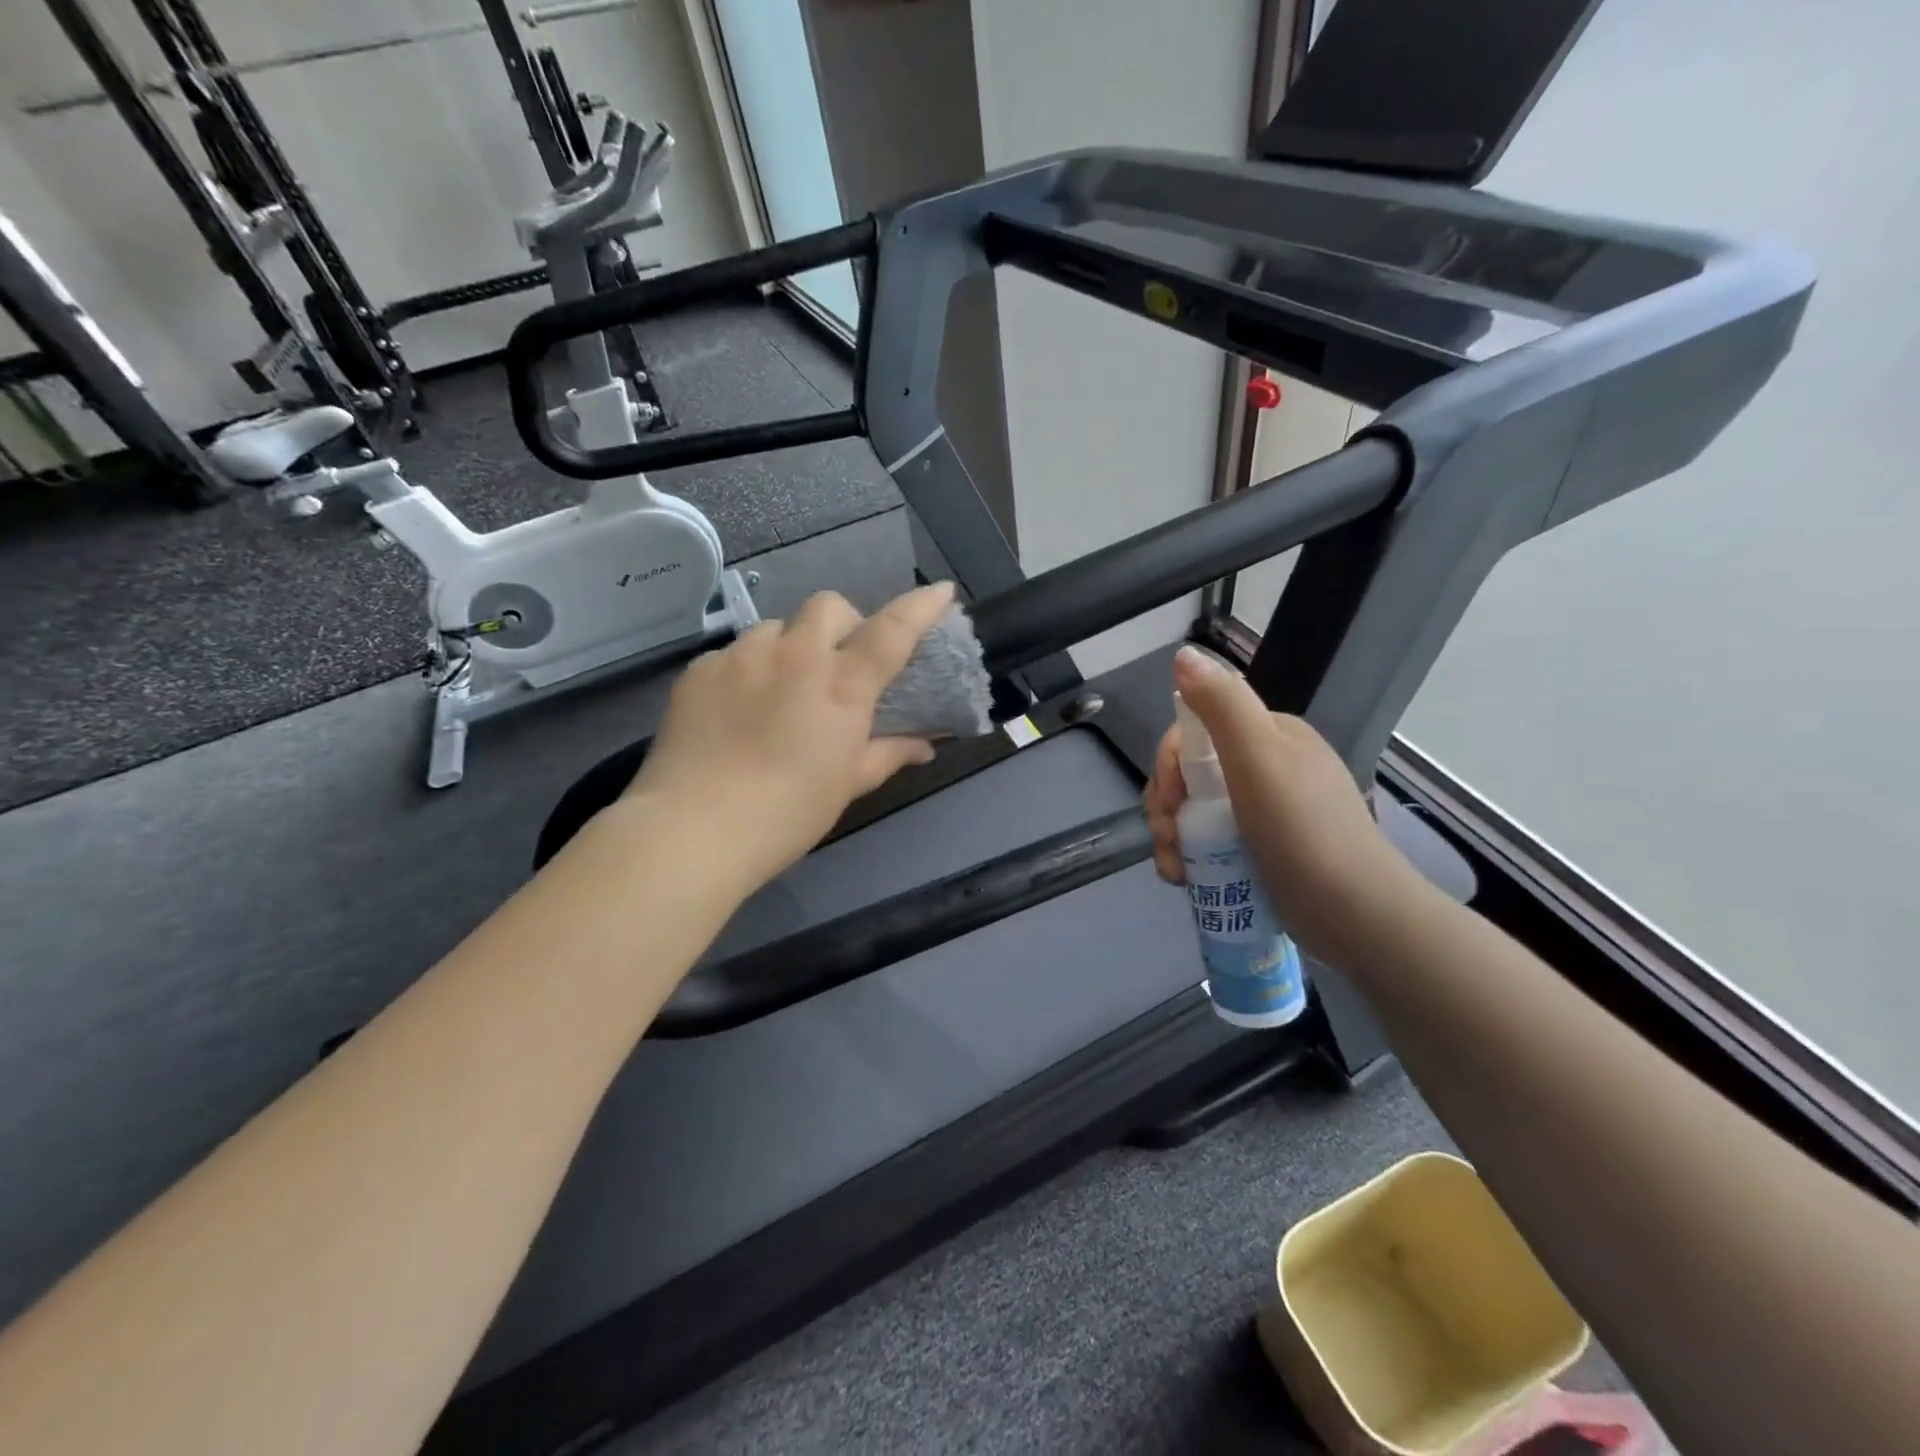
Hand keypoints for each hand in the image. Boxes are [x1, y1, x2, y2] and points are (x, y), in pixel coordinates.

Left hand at [623, 583, 955, 894]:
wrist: (693, 829)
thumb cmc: (788, 813)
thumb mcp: (847, 785)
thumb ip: (889, 754)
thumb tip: (924, 746)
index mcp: (841, 685)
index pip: (892, 630)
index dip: (920, 607)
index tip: (941, 592)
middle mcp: (794, 655)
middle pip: (828, 606)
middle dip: (843, 623)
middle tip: (839, 663)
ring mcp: (742, 656)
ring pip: (777, 627)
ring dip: (791, 647)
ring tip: (781, 690)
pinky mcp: (700, 669)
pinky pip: (735, 653)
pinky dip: (749, 671)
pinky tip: (738, 710)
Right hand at [1144, 647, 1427, 970]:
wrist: (1356, 915)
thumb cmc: (1303, 831)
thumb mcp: (1259, 758)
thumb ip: (1221, 704)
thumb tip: (1183, 653)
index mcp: (1270, 736)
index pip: (1196, 732)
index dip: (1169, 763)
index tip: (1168, 800)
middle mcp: (1266, 767)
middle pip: (1190, 773)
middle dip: (1166, 805)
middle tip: (1168, 841)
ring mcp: (1264, 811)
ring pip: (1194, 810)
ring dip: (1171, 836)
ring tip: (1176, 870)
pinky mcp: (1261, 851)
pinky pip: (1210, 842)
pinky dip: (1189, 857)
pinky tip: (1185, 879)